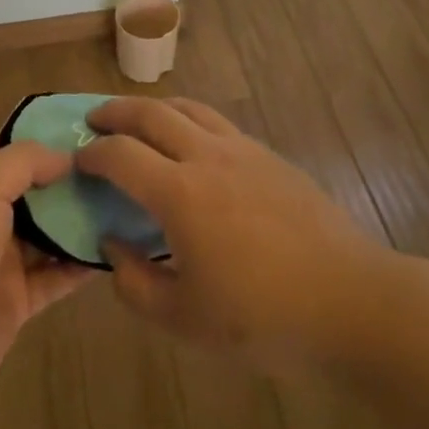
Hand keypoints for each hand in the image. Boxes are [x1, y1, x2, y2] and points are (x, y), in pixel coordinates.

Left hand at [0, 135, 93, 406]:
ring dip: (81, 217)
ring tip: (126, 199)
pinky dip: (82, 262)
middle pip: (32, 187)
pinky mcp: (17, 300)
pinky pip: (57, 275)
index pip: (3, 145)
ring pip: (49, 230)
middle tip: (120, 162)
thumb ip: (23, 162)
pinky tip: (117, 247)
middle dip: (69, 175)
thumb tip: (64, 156)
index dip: (39, 133)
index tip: (86, 128)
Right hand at [78, 97, 384, 371]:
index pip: (120, 155)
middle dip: (116, 111)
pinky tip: (191, 145)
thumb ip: (135, 284)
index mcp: (180, 193)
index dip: (92, 154)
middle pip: (151, 113)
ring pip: (188, 108)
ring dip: (154, 108)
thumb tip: (112, 247)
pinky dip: (190, 120)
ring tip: (139, 121)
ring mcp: (243, 150)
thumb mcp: (184, 320)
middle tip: (95, 120)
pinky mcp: (270, 156)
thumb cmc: (263, 318)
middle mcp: (207, 156)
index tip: (78, 161)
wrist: (350, 301)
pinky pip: (218, 123)